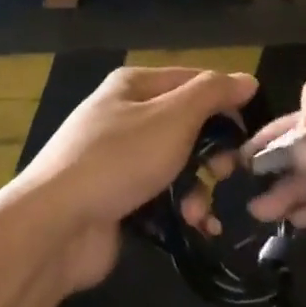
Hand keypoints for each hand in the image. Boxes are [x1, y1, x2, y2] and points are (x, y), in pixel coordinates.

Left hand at [16, 66, 257, 291]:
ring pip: (178, 164)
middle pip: (187, 124)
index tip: (250, 132)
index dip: (226, 102)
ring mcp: (119, 159)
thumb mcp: (173, 117)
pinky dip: (181, 208)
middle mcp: (125, 115)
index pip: (194, 81)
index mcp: (134, 85)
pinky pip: (162, 196)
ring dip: (198, 187)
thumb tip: (247, 80)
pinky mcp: (118, 198)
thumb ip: (213, 94)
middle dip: (213, 151)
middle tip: (227, 172)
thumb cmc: (119, 159)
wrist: (55, 225)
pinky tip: (196, 226)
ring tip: (200, 211)